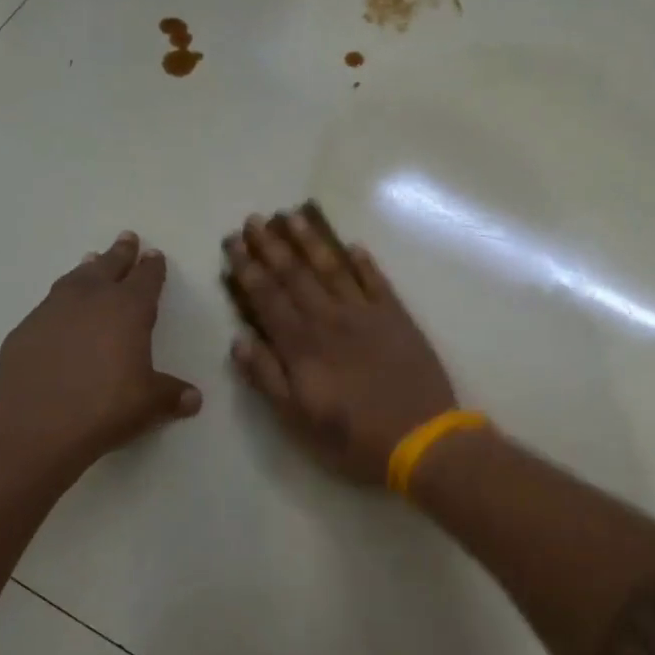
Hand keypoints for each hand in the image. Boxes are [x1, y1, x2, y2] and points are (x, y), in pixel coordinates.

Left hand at [0, 232, 201, 469]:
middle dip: (121, 253)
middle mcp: (91, 299)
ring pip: (75, 279)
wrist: (37, 423)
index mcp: (128, 310)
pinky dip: (60, 301)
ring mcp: (53, 311)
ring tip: (92, 261)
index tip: (155, 255)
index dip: (152, 267)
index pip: (146, 280)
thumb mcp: (149, 404)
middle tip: (127, 238)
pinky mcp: (25, 329)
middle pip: (109, 267)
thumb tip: (194, 399)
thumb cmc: (105, 407)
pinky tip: (60, 311)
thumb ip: (172, 395)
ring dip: (87, 269)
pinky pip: (48, 305)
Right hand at [223, 205, 457, 484]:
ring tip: (294, 216)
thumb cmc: (352, 437)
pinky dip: (364, 262)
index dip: (248, 269)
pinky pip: (377, 281)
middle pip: (295, 274)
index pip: (268, 297)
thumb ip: (267, 377)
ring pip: (333, 268)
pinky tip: (353, 246)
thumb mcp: (297, 419)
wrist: (420, 438)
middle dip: (272, 246)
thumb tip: (240, 340)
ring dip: (311, 241)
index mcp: (302, 345)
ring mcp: (366, 314)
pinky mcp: (398, 318)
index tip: (234, 243)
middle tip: (255, 220)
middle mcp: (330, 319)